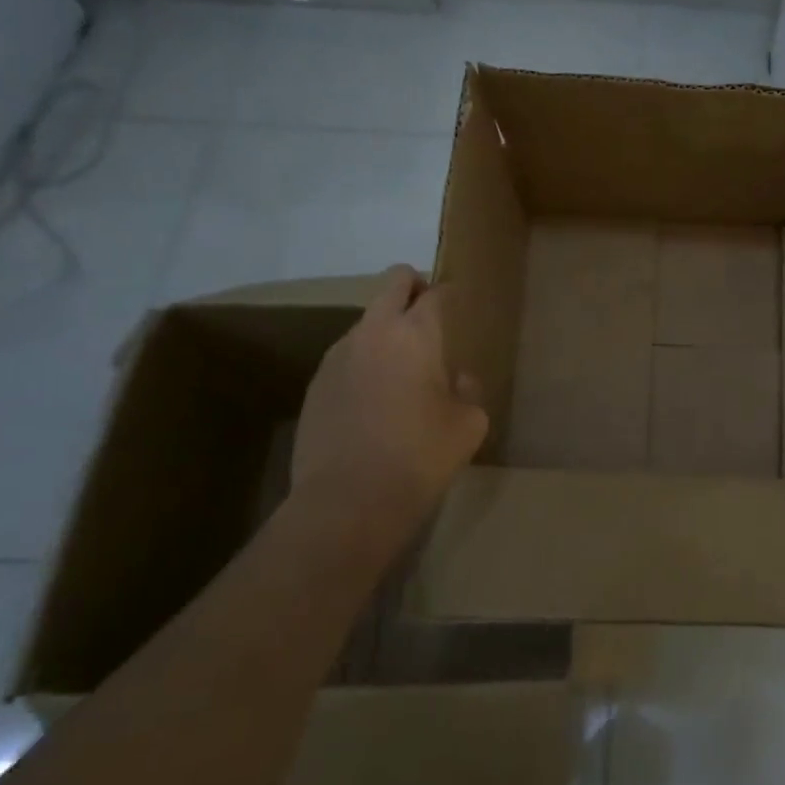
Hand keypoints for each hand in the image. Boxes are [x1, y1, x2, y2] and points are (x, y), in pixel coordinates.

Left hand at [287, 266, 488, 546]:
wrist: (348, 502)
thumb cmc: (421, 456)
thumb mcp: (469, 424)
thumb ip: (468, 391)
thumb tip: (456, 380)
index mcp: (416, 334)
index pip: (436, 293)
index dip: (450, 294)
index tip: (459, 304)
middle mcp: (373, 332)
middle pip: (393, 282)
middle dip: (414, 286)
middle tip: (430, 314)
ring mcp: (337, 356)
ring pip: (367, 321)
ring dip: (386, 330)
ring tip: (402, 370)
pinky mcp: (315, 385)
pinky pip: (347, 357)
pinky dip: (365, 363)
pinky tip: (374, 402)